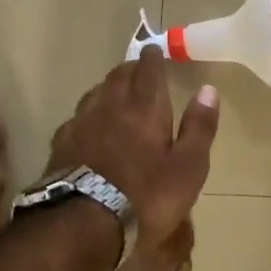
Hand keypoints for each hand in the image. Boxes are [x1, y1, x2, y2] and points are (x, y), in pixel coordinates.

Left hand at [45, 47, 219, 237]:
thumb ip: (199, 127)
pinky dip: (89, 114)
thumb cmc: (147, 196)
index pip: (149, 69)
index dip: (153, 57)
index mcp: (145, 107)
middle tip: (139, 69)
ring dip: (109, 87)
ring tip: (117, 92)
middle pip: (119, 75)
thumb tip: (208, 89)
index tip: (155, 50)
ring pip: (96, 92)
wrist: (84, 221)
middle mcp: (111, 104)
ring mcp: (82, 121)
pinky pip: (78, 116)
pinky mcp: (62, 141)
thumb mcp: (188, 167)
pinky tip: (90, 126)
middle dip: (131, 68)